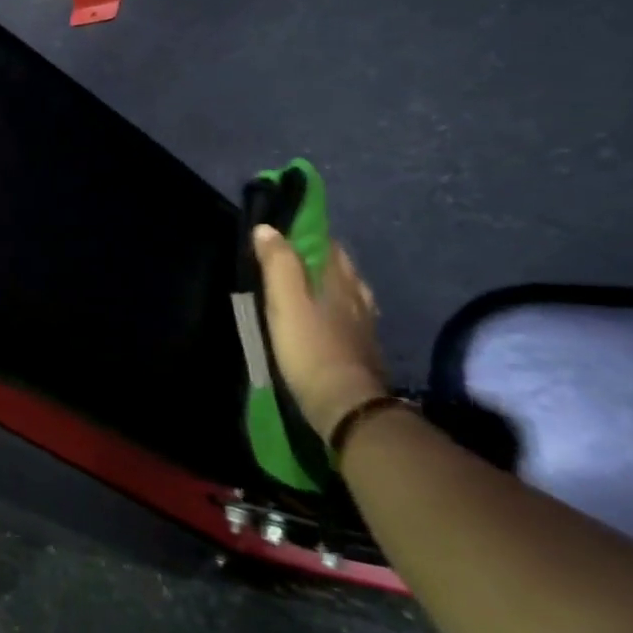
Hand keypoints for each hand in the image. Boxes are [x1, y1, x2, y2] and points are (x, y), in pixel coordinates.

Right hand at [253, 227, 387, 441]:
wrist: (345, 405)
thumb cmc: (310, 347)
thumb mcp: (285, 301)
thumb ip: (277, 264)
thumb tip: (267, 228)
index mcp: (340, 281)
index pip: (327, 245)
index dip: (307, 234)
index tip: (283, 232)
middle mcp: (358, 297)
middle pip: (341, 268)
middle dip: (320, 258)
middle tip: (290, 259)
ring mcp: (365, 325)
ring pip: (350, 293)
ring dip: (331, 285)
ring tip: (309, 287)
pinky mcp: (364, 350)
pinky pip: (351, 318)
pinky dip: (338, 311)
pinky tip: (328, 320)